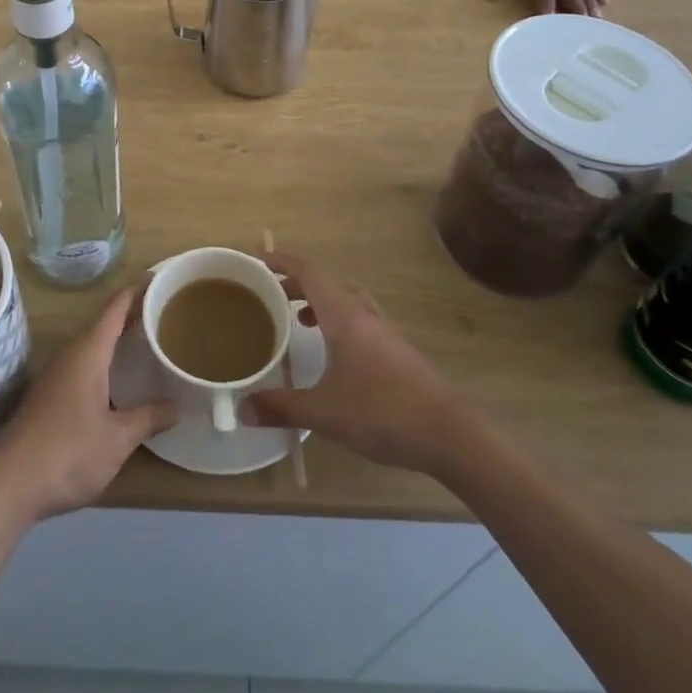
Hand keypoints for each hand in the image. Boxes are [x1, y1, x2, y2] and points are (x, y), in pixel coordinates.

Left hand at [0, 286, 174, 524]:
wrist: (7, 486)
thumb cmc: (67, 453)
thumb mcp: (116, 439)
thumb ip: (148, 418)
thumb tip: (178, 406)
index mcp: (87, 353)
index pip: (115, 309)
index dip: (137, 291)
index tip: (159, 277)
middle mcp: (69, 355)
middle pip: (103, 324)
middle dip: (132, 315)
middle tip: (165, 311)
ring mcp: (55, 376)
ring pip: (91, 346)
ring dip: (117, 339)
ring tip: (147, 340)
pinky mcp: (47, 397)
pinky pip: (83, 364)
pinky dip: (105, 361)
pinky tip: (118, 379)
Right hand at [240, 252, 465, 476]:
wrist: (449, 433)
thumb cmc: (381, 411)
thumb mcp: (324, 412)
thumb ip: (281, 407)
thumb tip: (242, 408)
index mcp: (344, 315)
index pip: (309, 272)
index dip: (283, 261)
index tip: (259, 259)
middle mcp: (365, 314)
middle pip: (327, 284)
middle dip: (297, 285)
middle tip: (272, 296)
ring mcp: (386, 332)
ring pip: (347, 302)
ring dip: (321, 303)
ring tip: (299, 321)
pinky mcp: (398, 352)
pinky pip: (360, 321)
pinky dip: (339, 323)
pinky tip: (334, 355)